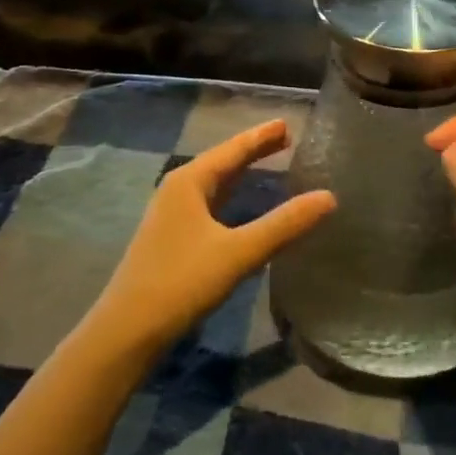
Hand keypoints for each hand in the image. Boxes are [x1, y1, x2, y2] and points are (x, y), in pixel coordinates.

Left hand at [84, 120, 335, 361]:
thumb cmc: (181, 282)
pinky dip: (231, 197)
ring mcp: (171, 215)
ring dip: (241, 172)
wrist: (127, 331)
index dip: (261, 136)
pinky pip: (209, 204)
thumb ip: (283, 224)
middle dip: (252, 150)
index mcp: (190, 182)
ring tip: (268, 162)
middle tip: (285, 137)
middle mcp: (177, 190)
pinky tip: (241, 207)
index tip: (287, 123)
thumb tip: (328, 197)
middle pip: (222, 162)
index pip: (233, 149)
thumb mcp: (238, 252)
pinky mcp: (171, 239)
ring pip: (214, 184)